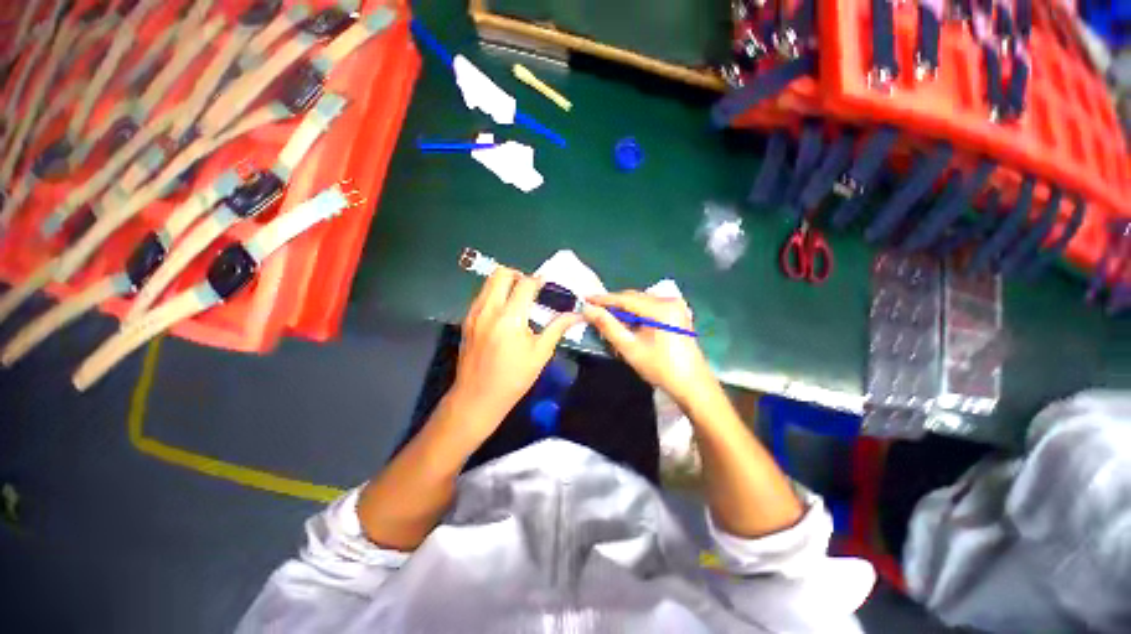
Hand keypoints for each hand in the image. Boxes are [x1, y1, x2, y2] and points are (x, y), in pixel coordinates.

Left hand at [446, 268, 581, 441]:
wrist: (477, 397)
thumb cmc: (514, 378)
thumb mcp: (540, 353)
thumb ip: (557, 328)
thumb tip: (576, 315)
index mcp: (510, 318)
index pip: (525, 284)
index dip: (539, 281)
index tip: (547, 286)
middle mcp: (489, 309)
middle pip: (501, 273)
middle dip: (518, 275)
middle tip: (530, 290)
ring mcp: (474, 313)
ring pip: (488, 282)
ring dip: (505, 284)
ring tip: (518, 300)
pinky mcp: (466, 320)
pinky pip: (481, 296)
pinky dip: (494, 295)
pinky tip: (504, 314)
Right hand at [583, 291, 713, 404]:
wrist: (692, 385)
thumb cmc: (660, 368)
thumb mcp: (629, 348)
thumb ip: (607, 326)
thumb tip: (588, 309)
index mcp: (660, 308)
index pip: (625, 298)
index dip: (603, 299)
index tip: (584, 299)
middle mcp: (669, 301)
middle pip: (634, 298)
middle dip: (613, 304)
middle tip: (593, 311)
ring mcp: (675, 306)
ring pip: (641, 303)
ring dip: (624, 310)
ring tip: (607, 318)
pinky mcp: (677, 314)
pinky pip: (650, 308)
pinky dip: (636, 314)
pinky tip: (626, 323)